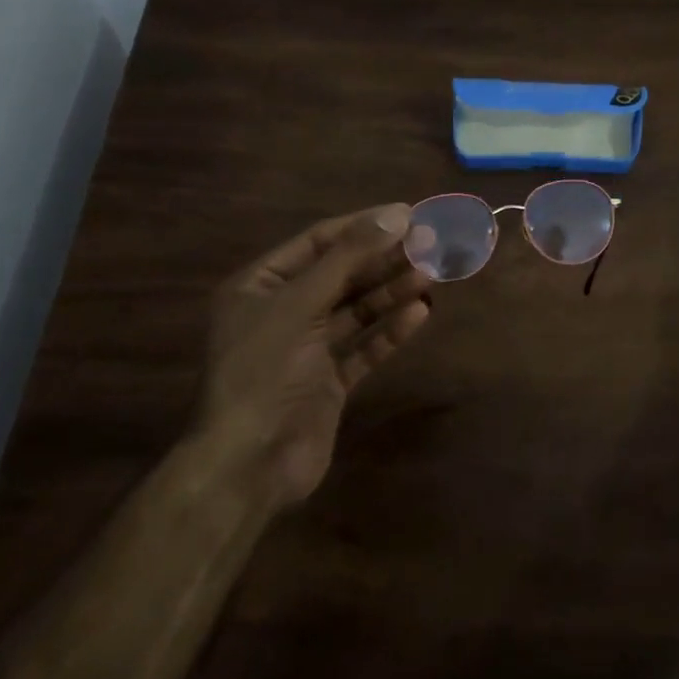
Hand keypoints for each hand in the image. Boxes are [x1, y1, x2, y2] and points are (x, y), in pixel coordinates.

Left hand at [197, 203, 431, 507]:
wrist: (248, 464)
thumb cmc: (264, 370)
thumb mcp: (301, 303)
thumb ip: (349, 257)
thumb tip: (397, 213)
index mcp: (260, 286)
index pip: (318, 242)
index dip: (363, 226)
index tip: (407, 215)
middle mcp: (283, 312)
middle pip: (342, 274)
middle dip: (383, 259)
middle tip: (429, 244)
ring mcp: (307, 349)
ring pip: (357, 310)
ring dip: (391, 292)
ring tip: (430, 275)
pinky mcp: (329, 381)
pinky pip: (364, 347)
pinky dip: (389, 331)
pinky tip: (419, 314)